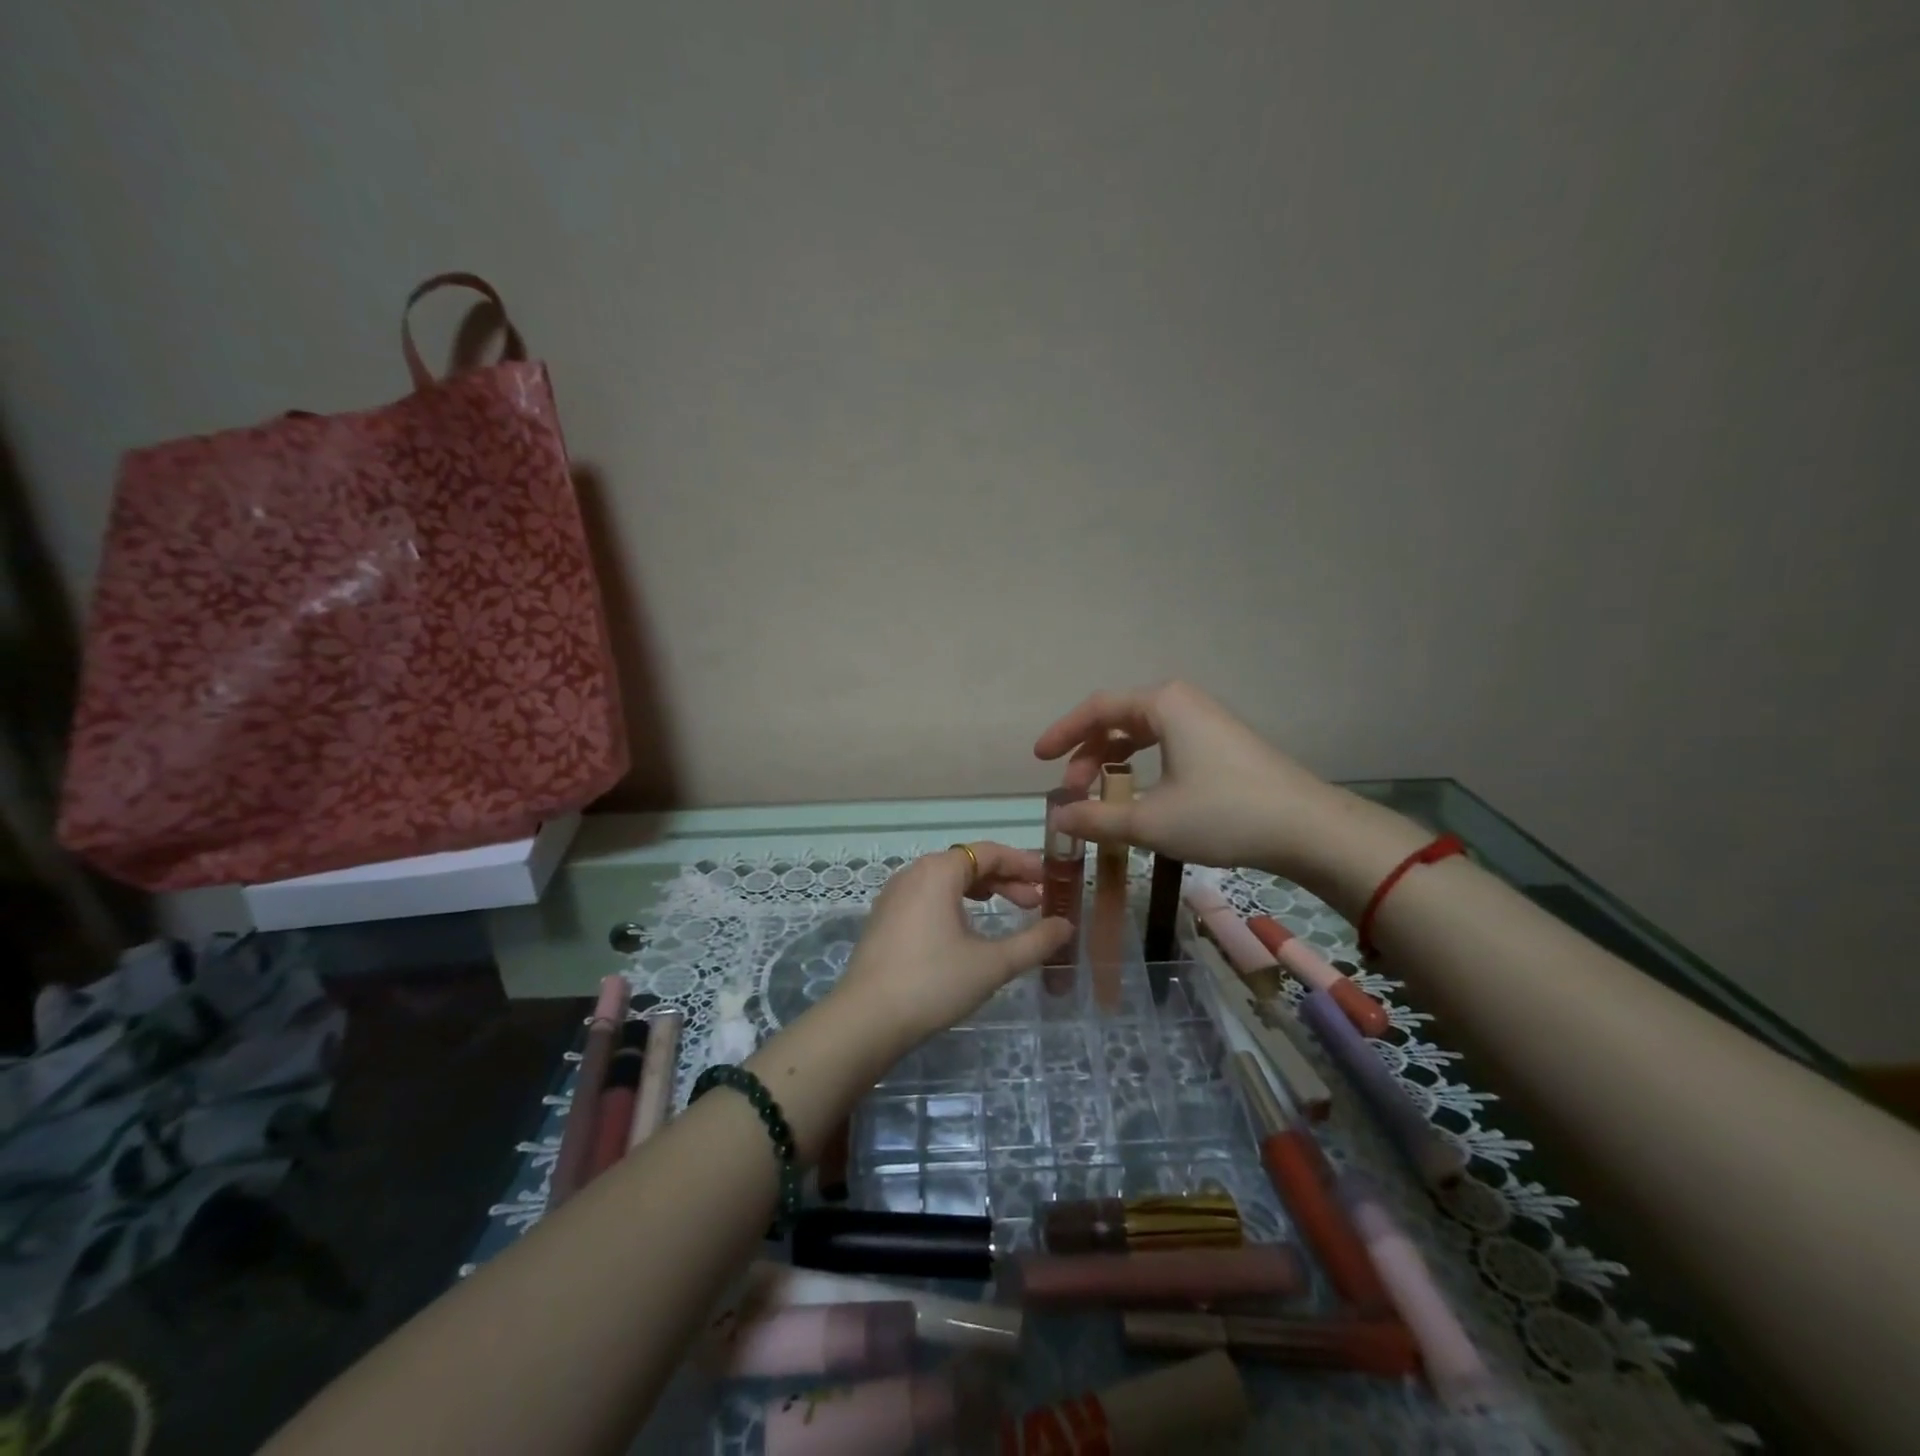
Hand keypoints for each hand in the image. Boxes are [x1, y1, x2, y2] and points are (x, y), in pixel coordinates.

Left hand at [827, 844, 1072, 1058]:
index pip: (989, 852)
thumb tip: (1066, 925)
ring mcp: (894, 894)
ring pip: (946, 880)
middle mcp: (914, 872)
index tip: (1049, 880)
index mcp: (939, 871)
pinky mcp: (884, 918)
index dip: (1023, 863)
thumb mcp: (992, 964)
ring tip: (1006, 908)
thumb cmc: (934, 982)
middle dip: (1005, 879)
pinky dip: (955, 902)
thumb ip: (1034, 942)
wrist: (866, 1019)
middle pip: (968, 863)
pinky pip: (928, 895)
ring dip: (980, 890)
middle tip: (1035, 902)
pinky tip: (966, 927)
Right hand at [1034, 680, 1343, 876]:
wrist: (1308, 828)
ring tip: (1101, 797)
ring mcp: (1206, 722)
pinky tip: (1141, 796)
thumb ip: (1096, 819)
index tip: (1039, 759)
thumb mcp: (1150, 820)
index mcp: (1162, 704)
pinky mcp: (1222, 744)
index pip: (1097, 709)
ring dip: (1114, 762)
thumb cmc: (1223, 814)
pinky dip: (1142, 766)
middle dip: (1088, 754)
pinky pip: (1166, 745)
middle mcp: (1182, 702)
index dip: (1062, 733)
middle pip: (1118, 720)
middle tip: (1072, 791)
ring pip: (1143, 734)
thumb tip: (1057, 819)